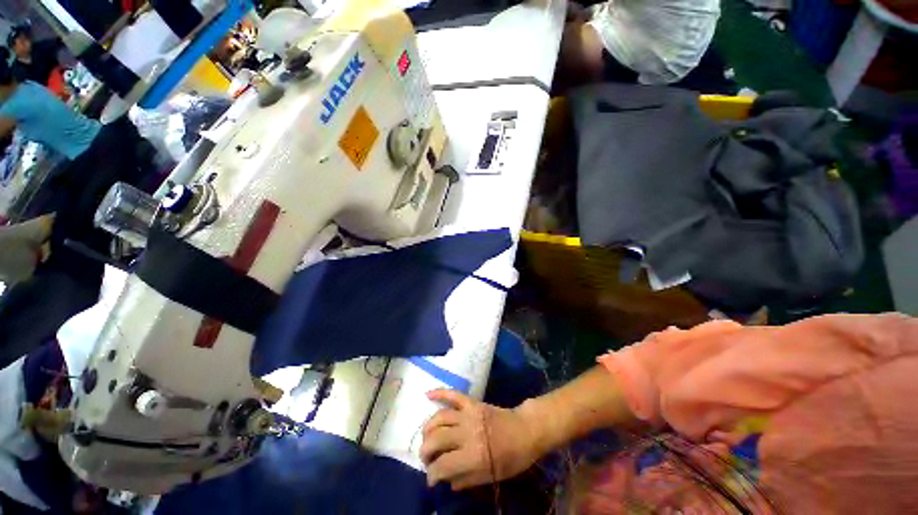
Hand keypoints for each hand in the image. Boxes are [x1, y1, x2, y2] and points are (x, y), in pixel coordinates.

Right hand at [421, 389, 545, 490]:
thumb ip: (466, 479)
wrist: (524, 430)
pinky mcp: (471, 402)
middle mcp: (467, 433)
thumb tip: (446, 480)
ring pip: (439, 417)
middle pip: (436, 439)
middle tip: (427, 458)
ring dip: (428, 428)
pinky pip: (453, 394)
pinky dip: (439, 393)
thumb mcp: (490, 476)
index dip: (432, 474)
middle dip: (425, 451)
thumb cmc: (511, 458)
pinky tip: (427, 395)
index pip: (442, 465)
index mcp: (473, 455)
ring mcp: (468, 414)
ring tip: (426, 437)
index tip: (431, 479)